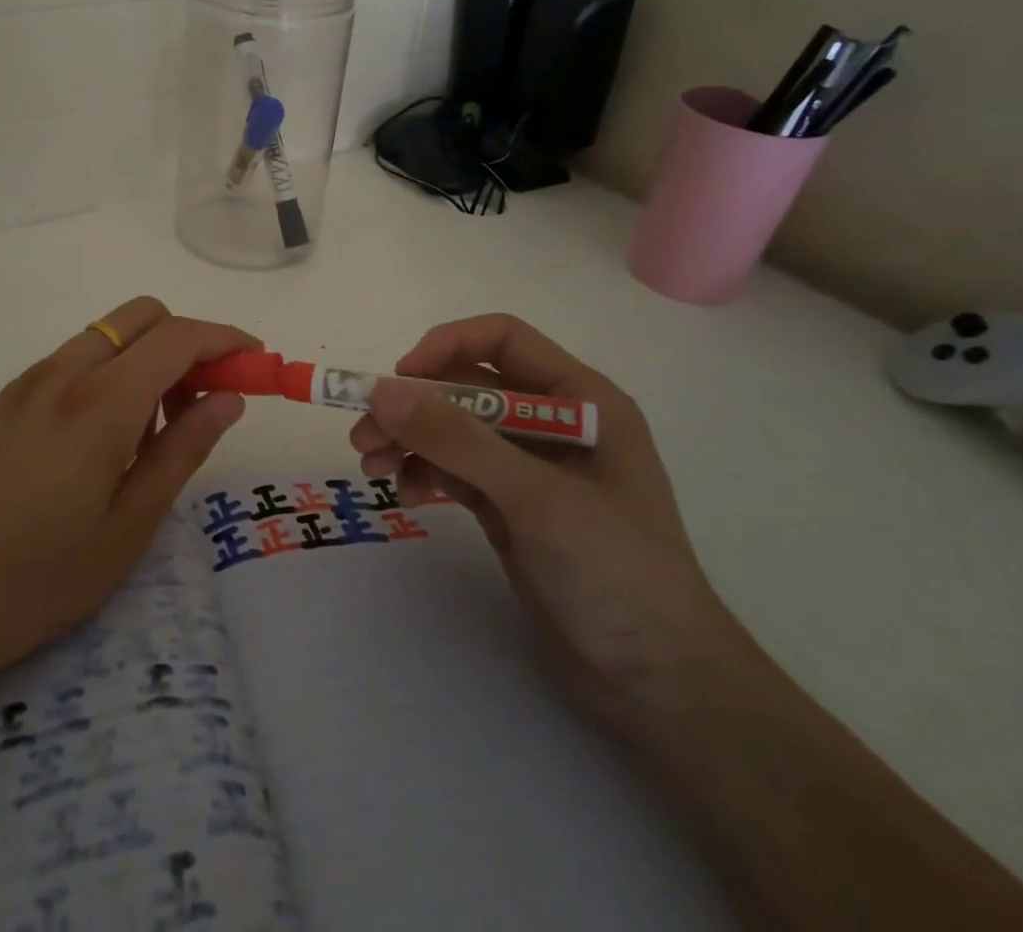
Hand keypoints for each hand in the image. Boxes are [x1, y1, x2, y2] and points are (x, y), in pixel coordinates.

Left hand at [0, 297, 255, 715]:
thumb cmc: (41, 579)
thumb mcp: (131, 524)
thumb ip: (185, 449)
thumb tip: (229, 398)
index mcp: (100, 401)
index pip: (178, 337)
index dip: (225, 340)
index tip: (257, 362)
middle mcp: (63, 372)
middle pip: (141, 316)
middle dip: (186, 340)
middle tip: (205, 398)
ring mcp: (28, 383)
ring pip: (107, 336)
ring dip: (147, 357)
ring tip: (156, 430)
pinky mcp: (6, 401)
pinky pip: (75, 361)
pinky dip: (110, 373)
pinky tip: (108, 438)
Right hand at [352, 314, 756, 735]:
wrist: (659, 683)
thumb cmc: (615, 571)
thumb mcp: (535, 497)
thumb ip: (458, 440)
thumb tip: (382, 391)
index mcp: (579, 398)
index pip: (502, 339)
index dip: (447, 346)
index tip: (398, 380)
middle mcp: (551, 422)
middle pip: (466, 387)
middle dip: (413, 406)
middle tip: (364, 437)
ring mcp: (528, 467)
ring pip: (453, 430)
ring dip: (409, 440)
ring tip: (372, 466)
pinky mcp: (509, 506)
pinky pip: (454, 469)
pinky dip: (425, 473)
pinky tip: (406, 496)